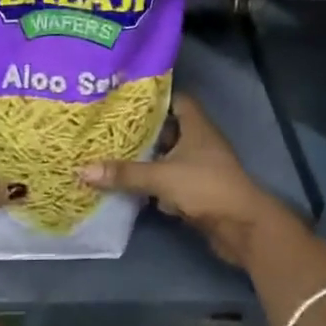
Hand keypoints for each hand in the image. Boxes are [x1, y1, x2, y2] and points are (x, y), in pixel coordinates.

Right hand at [77, 94, 298, 267]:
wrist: (243, 228)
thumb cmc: (206, 187)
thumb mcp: (162, 177)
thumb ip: (125, 173)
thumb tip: (83, 170)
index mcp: (196, 125)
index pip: (175, 99)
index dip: (153, 97)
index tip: (125, 98)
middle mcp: (199, 141)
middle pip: (167, 129)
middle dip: (141, 131)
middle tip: (109, 127)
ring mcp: (200, 167)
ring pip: (167, 157)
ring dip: (146, 159)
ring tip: (112, 153)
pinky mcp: (198, 191)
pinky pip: (170, 181)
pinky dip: (153, 184)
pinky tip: (129, 186)